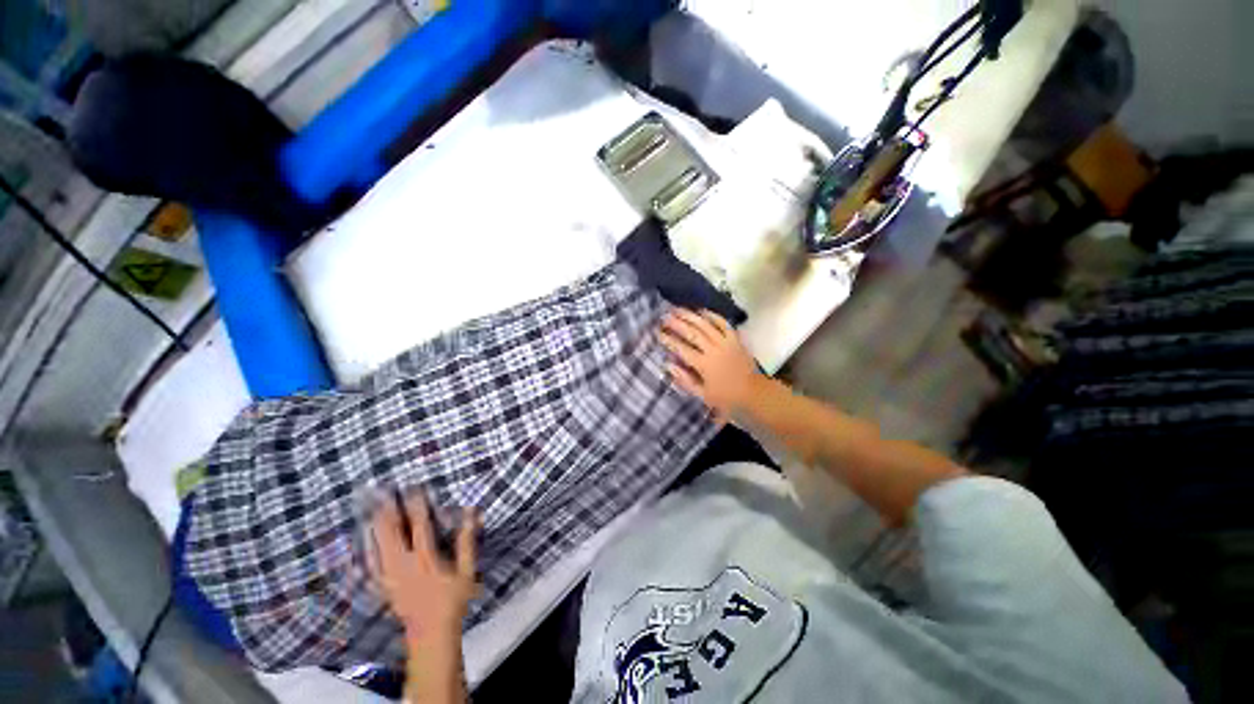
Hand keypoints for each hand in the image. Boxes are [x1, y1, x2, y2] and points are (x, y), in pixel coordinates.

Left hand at [370, 494, 478, 645]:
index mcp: (426, 559)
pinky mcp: (383, 587)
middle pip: (392, 535)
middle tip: (382, 494)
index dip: (416, 507)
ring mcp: (390, 578)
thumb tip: (471, 515)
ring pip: (378, 547)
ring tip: (370, 508)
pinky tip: (362, 540)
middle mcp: (404, 566)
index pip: (420, 527)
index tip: (414, 489)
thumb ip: (467, 542)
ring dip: (375, 527)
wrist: (431, 633)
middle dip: (387, 513)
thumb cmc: (452, 599)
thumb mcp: (467, 570)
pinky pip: (371, 565)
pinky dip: (366, 549)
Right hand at [659, 309, 761, 420]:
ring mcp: (726, 342)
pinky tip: (702, 311)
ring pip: (706, 325)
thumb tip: (668, 365)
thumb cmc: (727, 398)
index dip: (669, 340)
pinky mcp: (736, 339)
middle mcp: (714, 350)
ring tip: (677, 309)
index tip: (658, 333)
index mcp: (704, 365)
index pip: (682, 349)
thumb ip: (685, 380)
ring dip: (690, 316)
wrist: (755, 394)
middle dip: (677, 323)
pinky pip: (723, 324)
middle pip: (692, 333)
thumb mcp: (703, 395)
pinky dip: (713, 316)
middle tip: (664, 316)